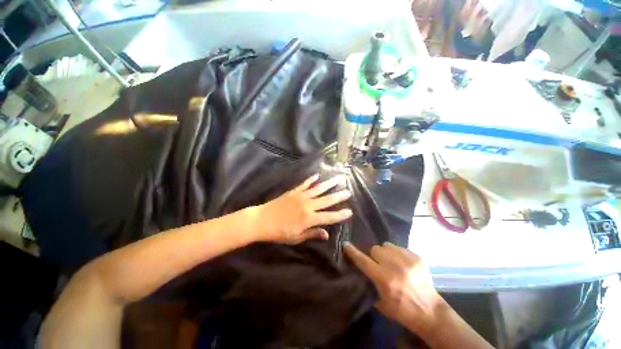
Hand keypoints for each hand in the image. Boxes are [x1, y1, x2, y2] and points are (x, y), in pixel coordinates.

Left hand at [254, 174, 352, 244]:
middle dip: (339, 196)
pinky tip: (317, 175)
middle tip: (349, 191)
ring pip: (318, 189)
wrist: (262, 220)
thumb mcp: (296, 237)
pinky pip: (305, 184)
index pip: (329, 216)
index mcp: (309, 218)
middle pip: (327, 200)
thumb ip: (312, 233)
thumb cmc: (279, 232)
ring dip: (329, 184)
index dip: (340, 215)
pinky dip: (311, 180)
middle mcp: (308, 205)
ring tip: (338, 178)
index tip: (350, 211)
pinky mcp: (294, 191)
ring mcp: (301, 196)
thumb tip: (327, 234)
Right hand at [343, 242, 444, 333]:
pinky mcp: (417, 257)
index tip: (345, 244)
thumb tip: (361, 268)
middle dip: (374, 256)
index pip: (363, 261)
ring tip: (391, 262)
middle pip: (375, 249)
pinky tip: (403, 264)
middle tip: (379, 265)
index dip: (352, 252)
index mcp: (384, 279)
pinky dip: (398, 254)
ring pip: (387, 245)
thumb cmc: (402, 310)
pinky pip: (400, 247)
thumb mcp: (380, 302)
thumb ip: (369, 283)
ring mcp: (407, 260)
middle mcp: (394, 266)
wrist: (429, 311)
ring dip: (385, 253)